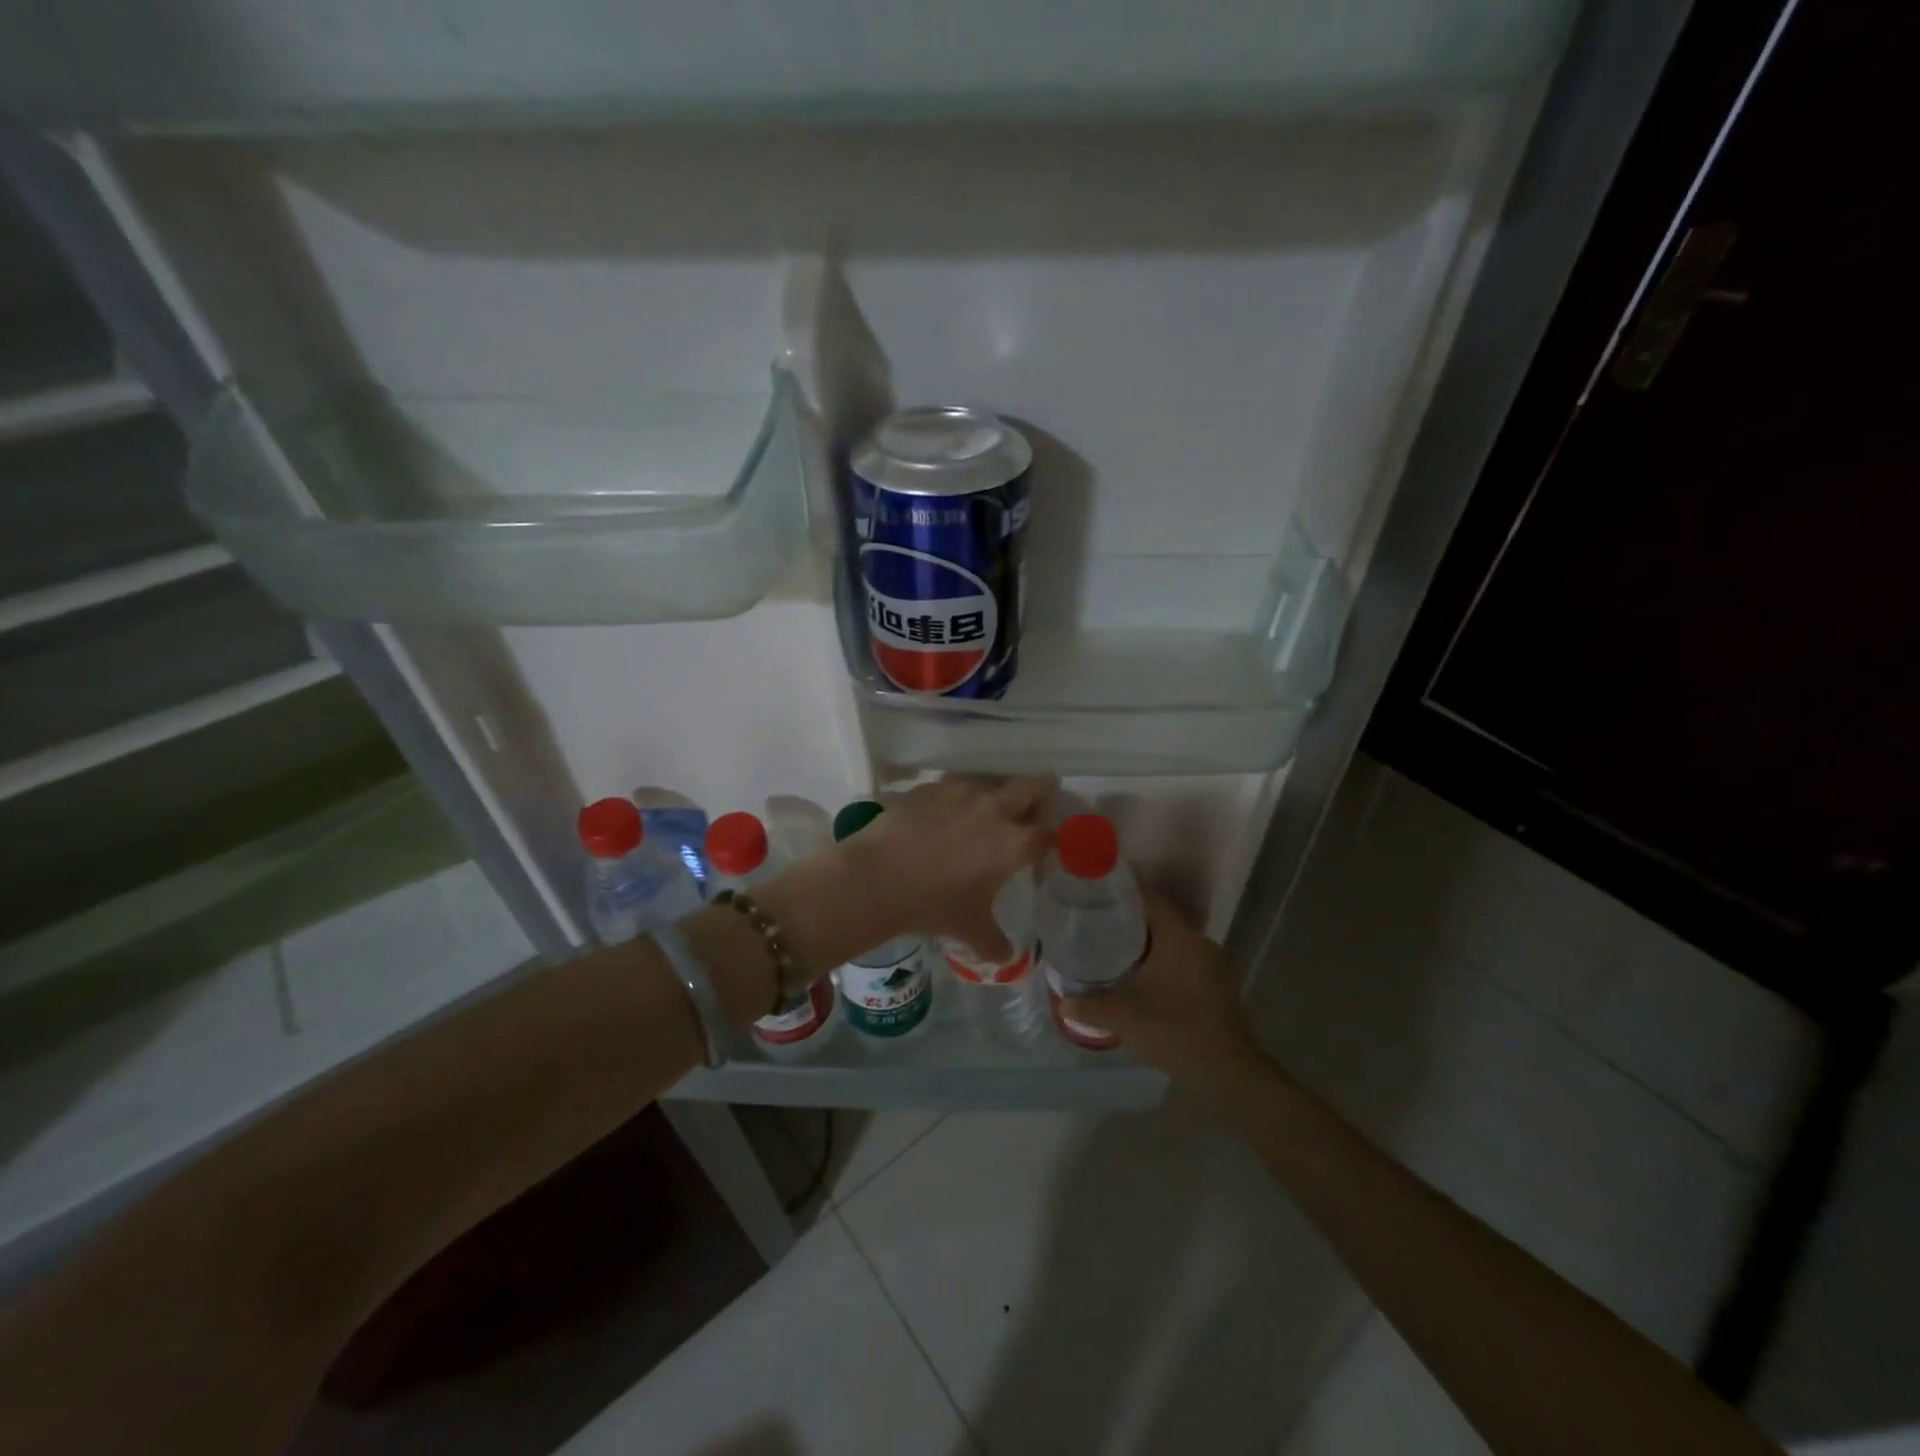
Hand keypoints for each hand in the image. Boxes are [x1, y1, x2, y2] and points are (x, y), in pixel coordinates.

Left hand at [849, 777, 1051, 960]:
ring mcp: (962, 791)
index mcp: (1015, 843)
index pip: (1050, 833)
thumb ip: (994, 942)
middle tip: (1029, 813)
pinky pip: (956, 785)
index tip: (1040, 855)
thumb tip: (1005, 957)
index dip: (1050, 843)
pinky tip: (944, 816)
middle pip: (1033, 787)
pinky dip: (959, 797)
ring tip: (983, 814)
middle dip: (1039, 796)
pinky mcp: (932, 786)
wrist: (877, 877)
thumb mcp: (969, 929)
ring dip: (997, 792)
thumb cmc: (933, 904)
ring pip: (993, 780)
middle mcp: (996, 808)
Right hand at [1058, 893, 1266, 1094]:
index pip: (1151, 899)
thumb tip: (1063, 1002)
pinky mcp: (1214, 987)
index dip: (1123, 895)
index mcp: (1180, 937)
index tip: (1096, 898)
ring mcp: (1211, 966)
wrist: (1227, 1074)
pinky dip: (1159, 963)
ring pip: (1171, 942)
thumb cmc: (1175, 1031)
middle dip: (1129, 921)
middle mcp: (1199, 943)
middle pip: (1160, 919)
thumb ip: (1089, 1006)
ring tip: (1111, 950)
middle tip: (1097, 925)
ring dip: (1145, 945)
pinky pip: (1181, 962)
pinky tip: (1137, 979)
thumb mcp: (1123, 1017)